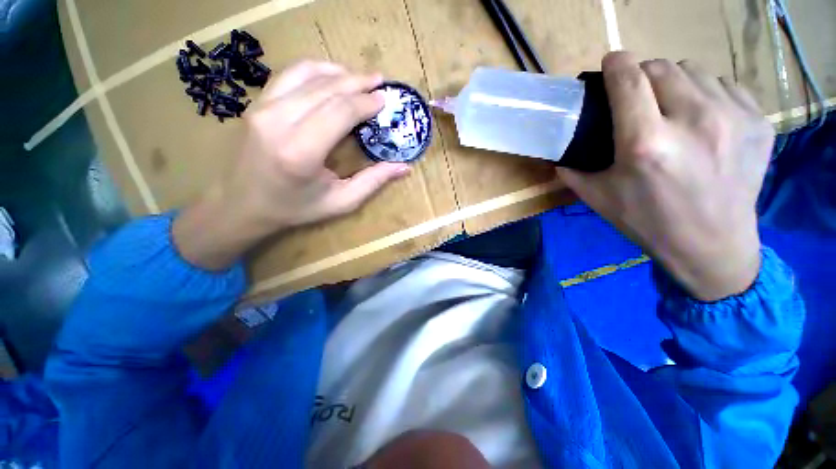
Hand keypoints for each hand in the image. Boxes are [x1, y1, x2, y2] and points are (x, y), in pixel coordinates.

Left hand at [174, 61, 411, 269]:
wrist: (242, 204)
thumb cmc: (295, 208)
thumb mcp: (340, 202)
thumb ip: (373, 182)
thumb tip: (404, 168)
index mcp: (301, 152)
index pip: (340, 111)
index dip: (366, 102)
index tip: (385, 100)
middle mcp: (278, 122)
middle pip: (326, 89)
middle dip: (358, 82)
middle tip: (380, 83)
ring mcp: (263, 108)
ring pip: (307, 74)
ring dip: (338, 72)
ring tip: (360, 78)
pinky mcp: (257, 104)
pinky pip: (289, 75)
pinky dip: (315, 70)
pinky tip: (332, 76)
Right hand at [557, 52, 774, 300]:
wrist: (711, 244)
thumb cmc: (647, 222)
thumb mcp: (598, 198)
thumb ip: (573, 170)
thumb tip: (559, 152)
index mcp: (645, 143)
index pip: (628, 80)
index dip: (616, 64)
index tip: (610, 63)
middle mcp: (692, 121)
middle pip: (661, 67)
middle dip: (642, 74)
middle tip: (637, 95)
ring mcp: (733, 118)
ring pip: (694, 71)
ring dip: (675, 82)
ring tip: (671, 107)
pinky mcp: (758, 122)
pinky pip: (725, 86)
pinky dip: (707, 93)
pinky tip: (703, 118)